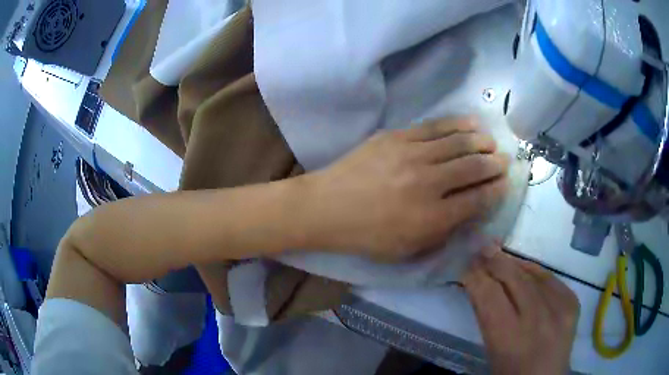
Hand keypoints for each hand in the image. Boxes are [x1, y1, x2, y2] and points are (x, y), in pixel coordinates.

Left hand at [305, 117, 509, 260]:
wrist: (328, 207)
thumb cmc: (367, 236)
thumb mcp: (407, 250)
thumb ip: (442, 234)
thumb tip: (469, 213)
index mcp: (432, 218)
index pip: (477, 201)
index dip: (496, 191)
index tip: (505, 184)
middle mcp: (428, 183)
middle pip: (473, 168)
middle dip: (494, 164)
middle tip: (504, 160)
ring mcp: (412, 155)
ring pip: (458, 143)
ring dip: (481, 142)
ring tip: (491, 142)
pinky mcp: (397, 136)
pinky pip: (435, 127)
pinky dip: (457, 124)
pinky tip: (471, 123)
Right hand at [463, 247, 579, 374]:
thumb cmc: (511, 371)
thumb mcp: (492, 350)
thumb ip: (487, 316)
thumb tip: (477, 281)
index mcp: (510, 339)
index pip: (489, 295)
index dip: (476, 276)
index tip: (465, 264)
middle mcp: (537, 320)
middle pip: (513, 278)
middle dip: (494, 261)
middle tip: (480, 248)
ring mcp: (559, 308)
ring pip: (532, 273)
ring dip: (512, 263)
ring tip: (499, 254)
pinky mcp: (572, 302)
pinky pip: (550, 277)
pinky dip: (534, 271)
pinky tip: (524, 268)